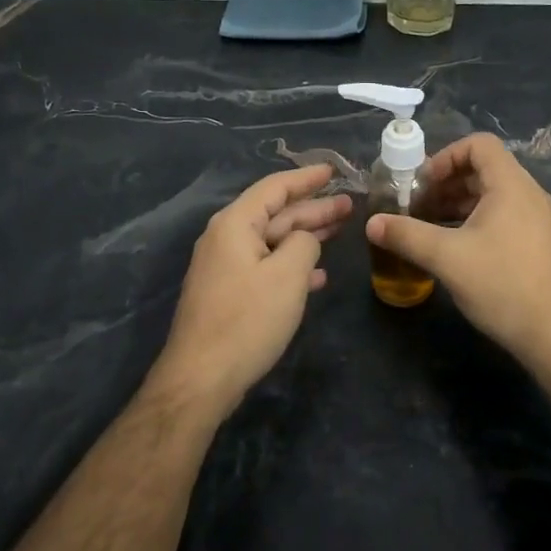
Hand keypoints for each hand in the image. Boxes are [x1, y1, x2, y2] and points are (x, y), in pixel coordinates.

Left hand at [154, 163, 351, 411]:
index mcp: (235, 224)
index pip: (275, 188)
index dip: (307, 178)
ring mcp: (225, 267)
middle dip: (313, 208)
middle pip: (276, 214)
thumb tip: (304, 240)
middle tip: (350, 205)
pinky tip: (318, 277)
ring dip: (306, 236)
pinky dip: (292, 266)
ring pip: (273, 241)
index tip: (334, 171)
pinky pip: (266, 267)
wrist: (201, 379)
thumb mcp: (287, 276)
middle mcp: (226, 238)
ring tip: (341, 230)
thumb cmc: (247, 320)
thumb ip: (304, 245)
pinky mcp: (229, 294)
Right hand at [364, 133, 550, 370]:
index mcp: (511, 185)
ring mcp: (537, 220)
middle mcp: (529, 194)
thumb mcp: (447, 258)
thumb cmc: (502, 285)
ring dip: (457, 204)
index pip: (479, 145)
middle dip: (445, 183)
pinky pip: (502, 216)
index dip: (445, 156)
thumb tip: (371, 223)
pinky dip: (475, 221)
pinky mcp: (538, 243)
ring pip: (492, 196)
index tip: (421, 183)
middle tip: (416, 206)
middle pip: (483, 169)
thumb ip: (406, 235)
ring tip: (428, 227)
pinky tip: (454, 248)